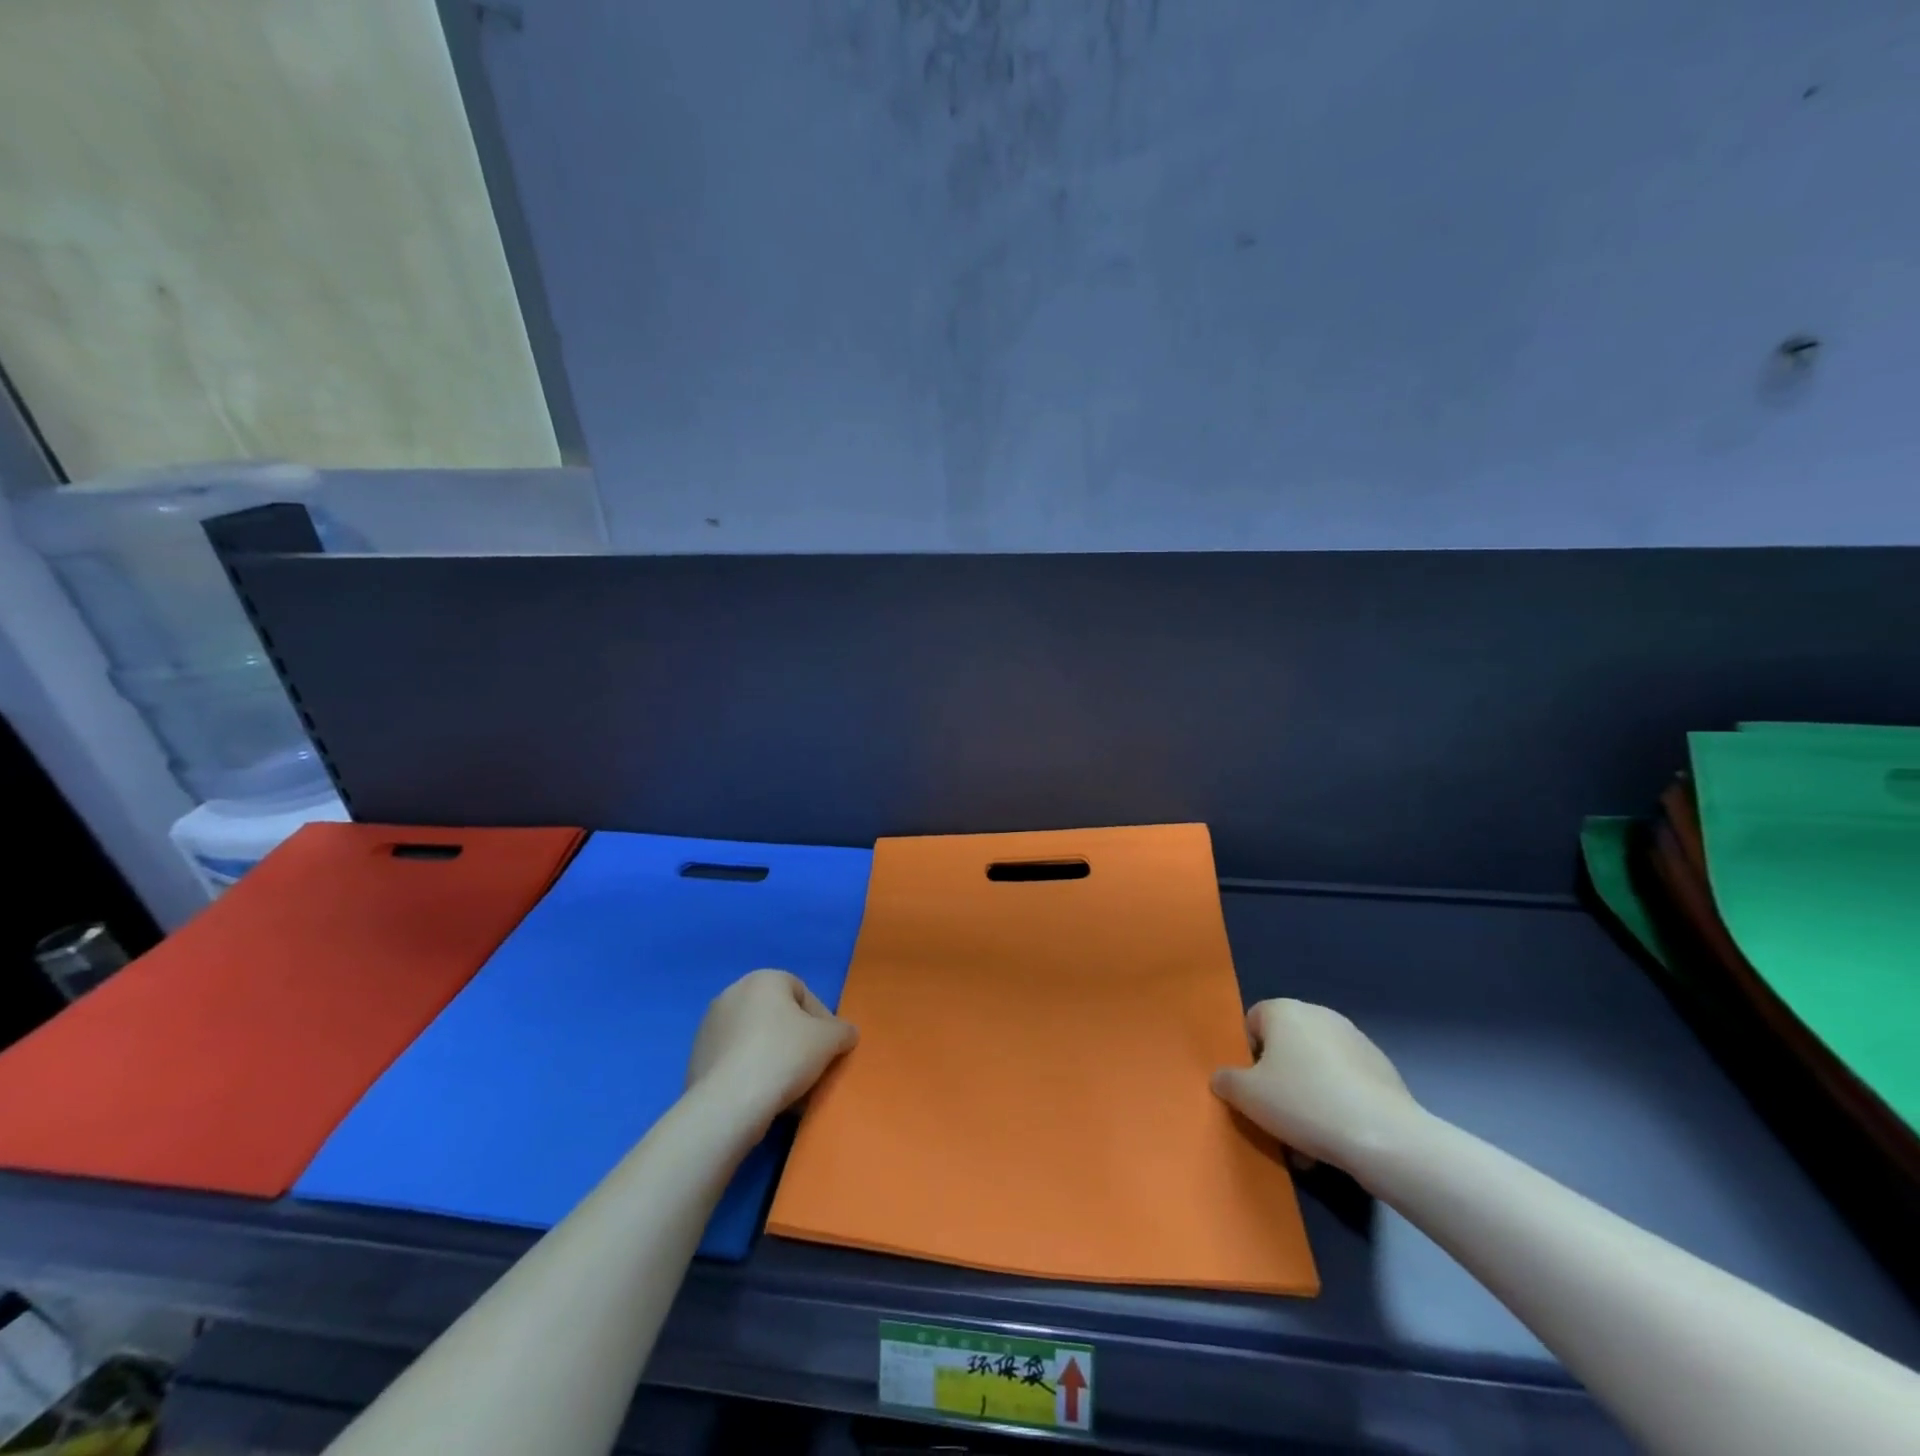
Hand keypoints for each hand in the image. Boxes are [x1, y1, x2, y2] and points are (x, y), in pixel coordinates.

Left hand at [687, 969, 857, 1122]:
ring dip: (774, 1058)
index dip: (822, 1020)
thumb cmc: (784, 1056)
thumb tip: (846, 1034)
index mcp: (763, 979)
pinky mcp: (696, 1058)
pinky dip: (751, 1073)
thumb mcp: (830, 1040)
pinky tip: (763, 1097)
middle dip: (796, 1040)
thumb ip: (843, 1031)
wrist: (729, 1103)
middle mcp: (732, 994)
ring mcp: (710, 1026)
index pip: (803, 994)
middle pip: (777, 1016)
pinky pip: (735, 1060)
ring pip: (755, 1040)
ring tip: (789, 1088)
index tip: (830, 1048)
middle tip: (811, 1068)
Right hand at [1211, 999, 1423, 1172]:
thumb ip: (1227, 1081)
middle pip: (1286, 1046)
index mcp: (1284, 1011)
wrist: (1383, 1136)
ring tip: (1309, 1138)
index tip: (1254, 1088)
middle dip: (1279, 1079)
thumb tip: (1223, 1078)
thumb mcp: (1247, 1096)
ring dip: (1308, 1094)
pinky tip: (1339, 1137)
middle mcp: (1319, 1014)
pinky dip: (1337, 1102)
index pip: (1252, 1022)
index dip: (1248, 1055)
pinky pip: (1345, 1082)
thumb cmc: (1303, 1103)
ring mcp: (1355, 1039)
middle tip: (1278, 1116)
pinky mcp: (1382, 1067)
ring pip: (1316, 1067)